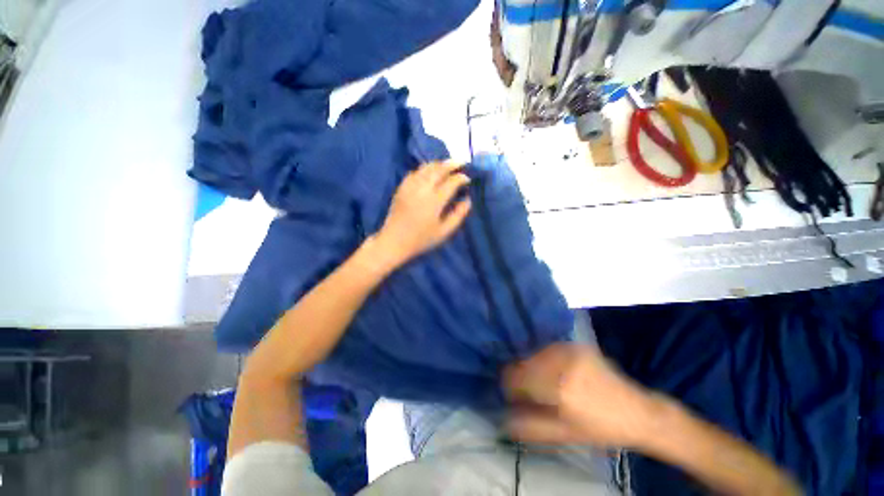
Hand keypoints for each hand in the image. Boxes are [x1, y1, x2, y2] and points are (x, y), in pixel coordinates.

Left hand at [374, 161, 471, 265]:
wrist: (394, 241)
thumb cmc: (421, 239)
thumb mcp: (444, 232)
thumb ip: (458, 215)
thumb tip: (468, 200)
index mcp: (434, 201)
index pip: (451, 182)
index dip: (461, 178)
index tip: (467, 178)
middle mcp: (422, 189)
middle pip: (439, 169)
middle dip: (452, 164)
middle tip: (462, 162)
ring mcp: (410, 186)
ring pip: (426, 168)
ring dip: (439, 164)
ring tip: (447, 164)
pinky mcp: (402, 187)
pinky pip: (415, 172)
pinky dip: (425, 169)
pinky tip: (430, 171)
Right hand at [503, 343, 661, 447]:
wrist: (638, 412)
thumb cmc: (601, 429)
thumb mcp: (566, 435)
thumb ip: (532, 427)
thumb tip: (505, 419)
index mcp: (560, 389)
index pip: (519, 378)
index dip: (510, 386)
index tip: (511, 394)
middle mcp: (563, 364)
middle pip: (525, 364)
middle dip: (521, 377)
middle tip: (527, 392)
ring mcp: (570, 351)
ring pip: (535, 354)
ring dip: (532, 368)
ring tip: (541, 383)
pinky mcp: (576, 346)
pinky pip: (548, 350)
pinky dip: (544, 359)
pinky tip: (552, 371)